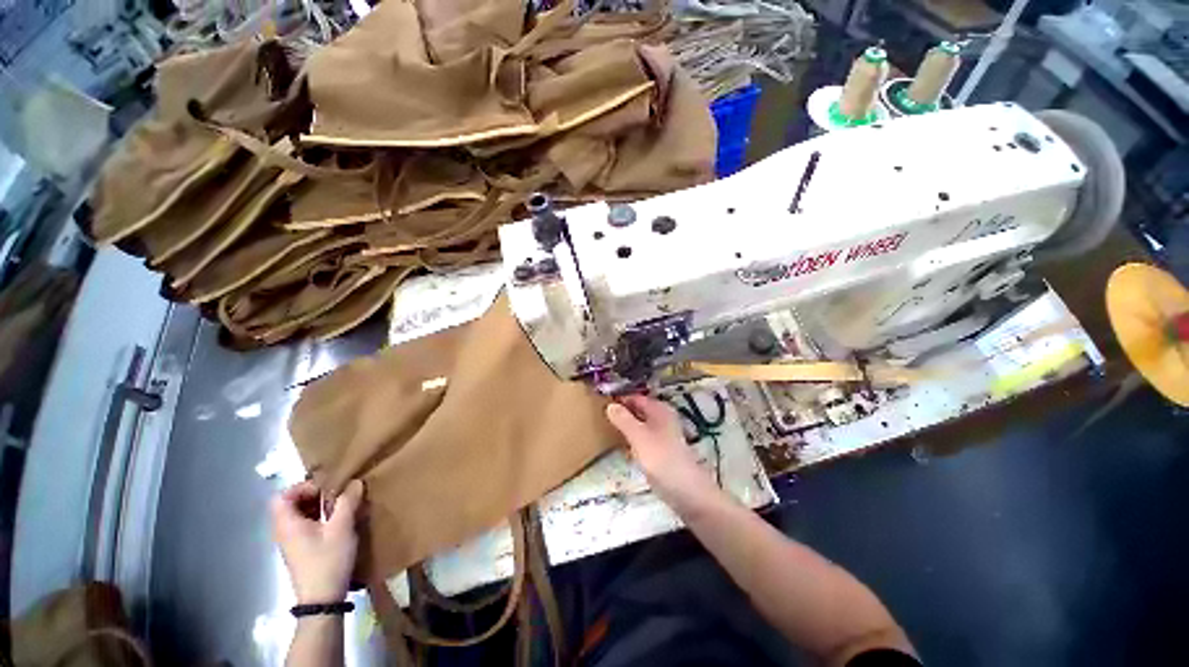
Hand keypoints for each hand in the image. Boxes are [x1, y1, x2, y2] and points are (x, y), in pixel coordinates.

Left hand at [271, 479, 363, 604]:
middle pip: (290, 504)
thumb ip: (347, 502)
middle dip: (313, 495)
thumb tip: (355, 482)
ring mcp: (291, 542)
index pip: (281, 496)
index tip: (325, 489)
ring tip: (340, 506)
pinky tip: (337, 522)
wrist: (322, 598)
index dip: (301, 487)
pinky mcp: (300, 550)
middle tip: (335, 495)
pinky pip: (304, 526)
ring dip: (318, 507)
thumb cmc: (328, 560)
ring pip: (298, 515)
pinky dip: (318, 518)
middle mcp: (284, 531)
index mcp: (287, 524)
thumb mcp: (341, 528)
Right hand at [606, 395, 718, 502]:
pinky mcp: (662, 450)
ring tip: (608, 429)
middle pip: (639, 410)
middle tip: (602, 416)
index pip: (636, 397)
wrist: (685, 490)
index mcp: (659, 409)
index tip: (601, 403)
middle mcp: (663, 418)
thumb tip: (610, 405)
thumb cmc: (660, 457)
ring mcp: (663, 435)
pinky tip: (623, 446)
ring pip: (641, 425)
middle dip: (623, 412)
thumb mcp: (638, 435)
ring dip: (627, 426)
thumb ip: (623, 419)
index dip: (620, 399)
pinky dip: (633, 439)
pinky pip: (644, 439)